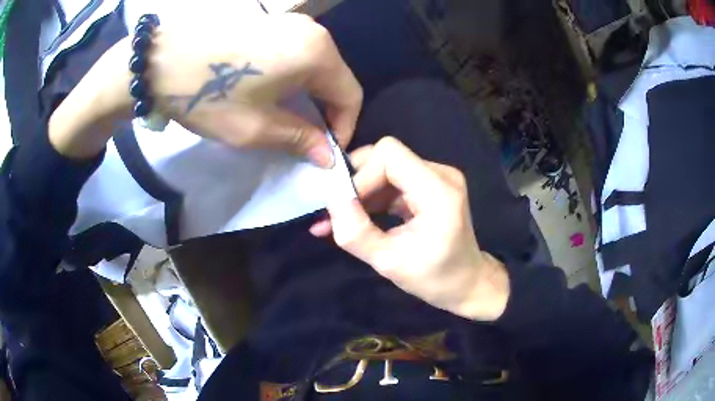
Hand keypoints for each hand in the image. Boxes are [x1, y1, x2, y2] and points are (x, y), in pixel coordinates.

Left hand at [150, 13, 360, 166]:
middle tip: (305, 137)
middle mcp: (312, 32)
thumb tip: (327, 157)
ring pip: (316, 65)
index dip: (343, 128)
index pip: (351, 95)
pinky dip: (294, 76)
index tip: (324, 150)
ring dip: (309, 94)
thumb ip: (299, 139)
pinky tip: (271, 90)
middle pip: (335, 77)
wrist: (159, 59)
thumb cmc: (208, 94)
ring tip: (286, 116)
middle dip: (326, 111)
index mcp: (317, 54)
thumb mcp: (255, 127)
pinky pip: (296, 52)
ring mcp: (290, 22)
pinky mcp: (270, 21)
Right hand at [310, 137, 509, 320]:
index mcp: (438, 191)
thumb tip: (330, 202)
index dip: (361, 174)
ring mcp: (437, 178)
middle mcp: (440, 174)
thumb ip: (356, 233)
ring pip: (386, 167)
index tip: (345, 205)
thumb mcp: (389, 263)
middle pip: (386, 156)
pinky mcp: (430, 186)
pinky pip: (394, 180)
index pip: (389, 154)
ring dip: (362, 191)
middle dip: (358, 182)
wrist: (467, 283)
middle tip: (339, 212)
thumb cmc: (435, 279)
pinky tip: (359, 216)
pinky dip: (373, 196)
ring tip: (342, 219)